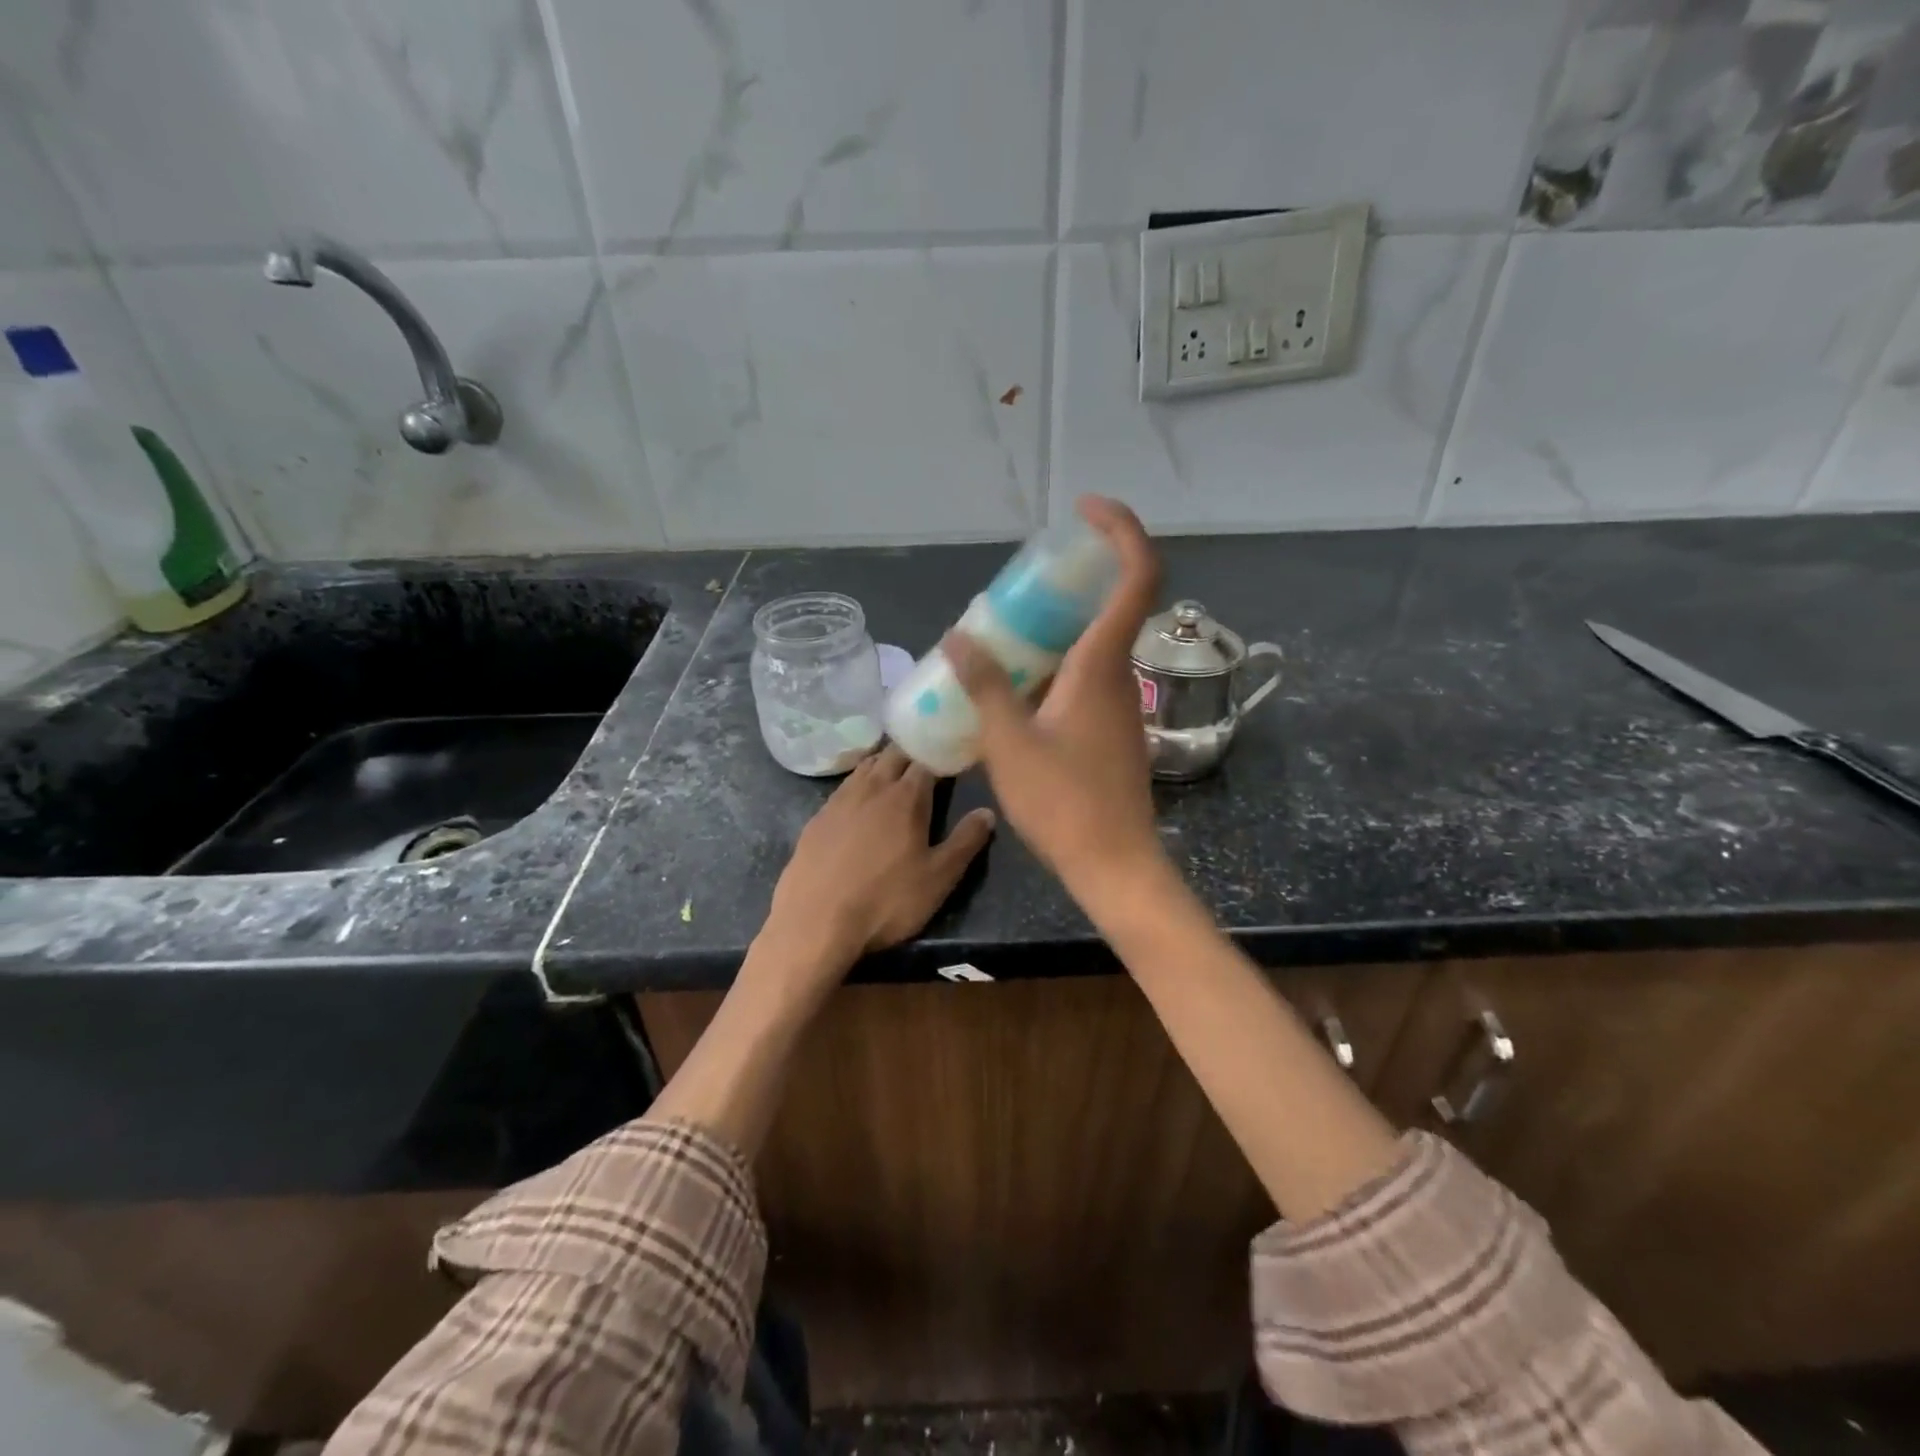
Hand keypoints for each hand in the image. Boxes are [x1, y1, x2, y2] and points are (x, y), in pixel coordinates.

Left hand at [760, 745, 996, 984]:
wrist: (815, 922)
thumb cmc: (886, 901)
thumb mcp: (939, 878)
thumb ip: (965, 842)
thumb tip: (987, 812)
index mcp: (906, 797)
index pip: (927, 760)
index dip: (940, 755)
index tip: (952, 758)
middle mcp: (872, 788)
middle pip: (893, 755)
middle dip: (911, 752)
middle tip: (926, 760)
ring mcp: (839, 801)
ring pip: (865, 767)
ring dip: (883, 763)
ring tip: (895, 771)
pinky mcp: (816, 819)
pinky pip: (843, 788)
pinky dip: (858, 784)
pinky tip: (860, 801)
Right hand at [942, 496, 1167, 917]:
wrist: (1112, 863)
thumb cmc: (1063, 802)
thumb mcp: (1009, 742)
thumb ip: (985, 685)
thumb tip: (958, 636)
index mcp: (1101, 665)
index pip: (1136, 576)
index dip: (1121, 531)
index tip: (1085, 510)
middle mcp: (1119, 675)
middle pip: (1109, 605)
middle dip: (1068, 582)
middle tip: (1017, 586)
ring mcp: (1119, 704)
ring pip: (1092, 646)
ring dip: (1055, 630)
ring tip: (1001, 637)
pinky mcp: (1112, 729)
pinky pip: (1085, 677)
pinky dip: (1054, 666)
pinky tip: (1014, 691)